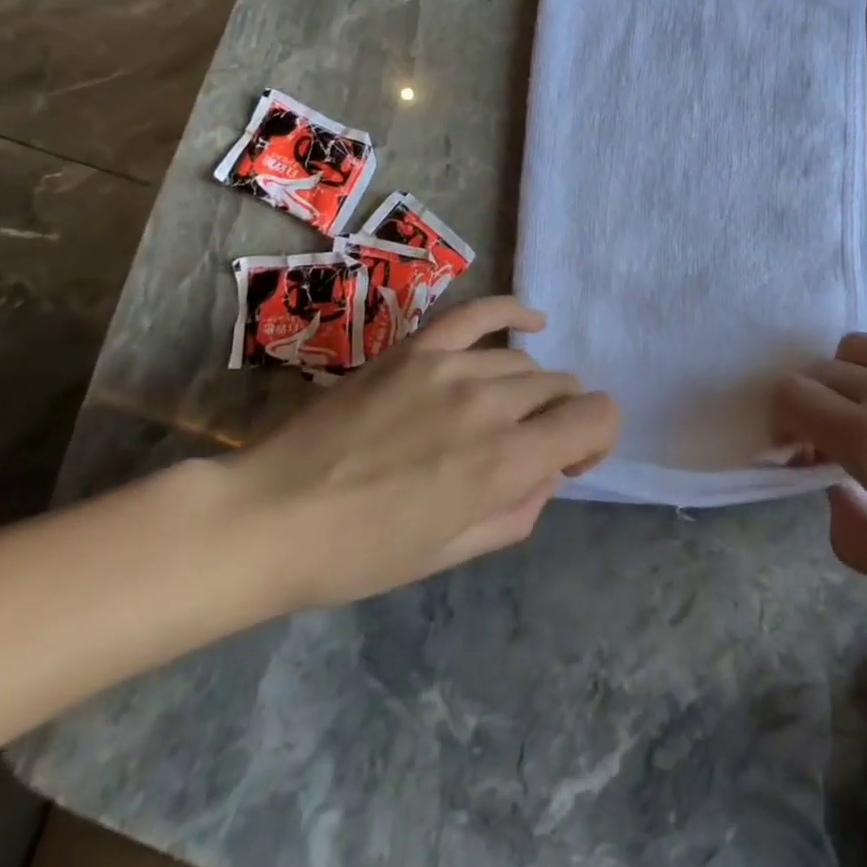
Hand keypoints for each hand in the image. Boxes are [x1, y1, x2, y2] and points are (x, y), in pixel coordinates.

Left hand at [222, 297, 617, 609]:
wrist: (269, 518)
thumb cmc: (360, 554)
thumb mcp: (452, 553)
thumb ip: (519, 510)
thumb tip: (546, 470)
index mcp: (505, 462)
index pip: (596, 416)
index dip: (598, 437)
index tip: (570, 460)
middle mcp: (491, 404)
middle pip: (563, 386)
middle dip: (561, 417)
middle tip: (529, 445)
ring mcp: (452, 366)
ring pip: (525, 361)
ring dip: (530, 388)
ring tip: (501, 412)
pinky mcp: (418, 348)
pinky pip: (481, 312)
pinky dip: (514, 312)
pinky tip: (531, 321)